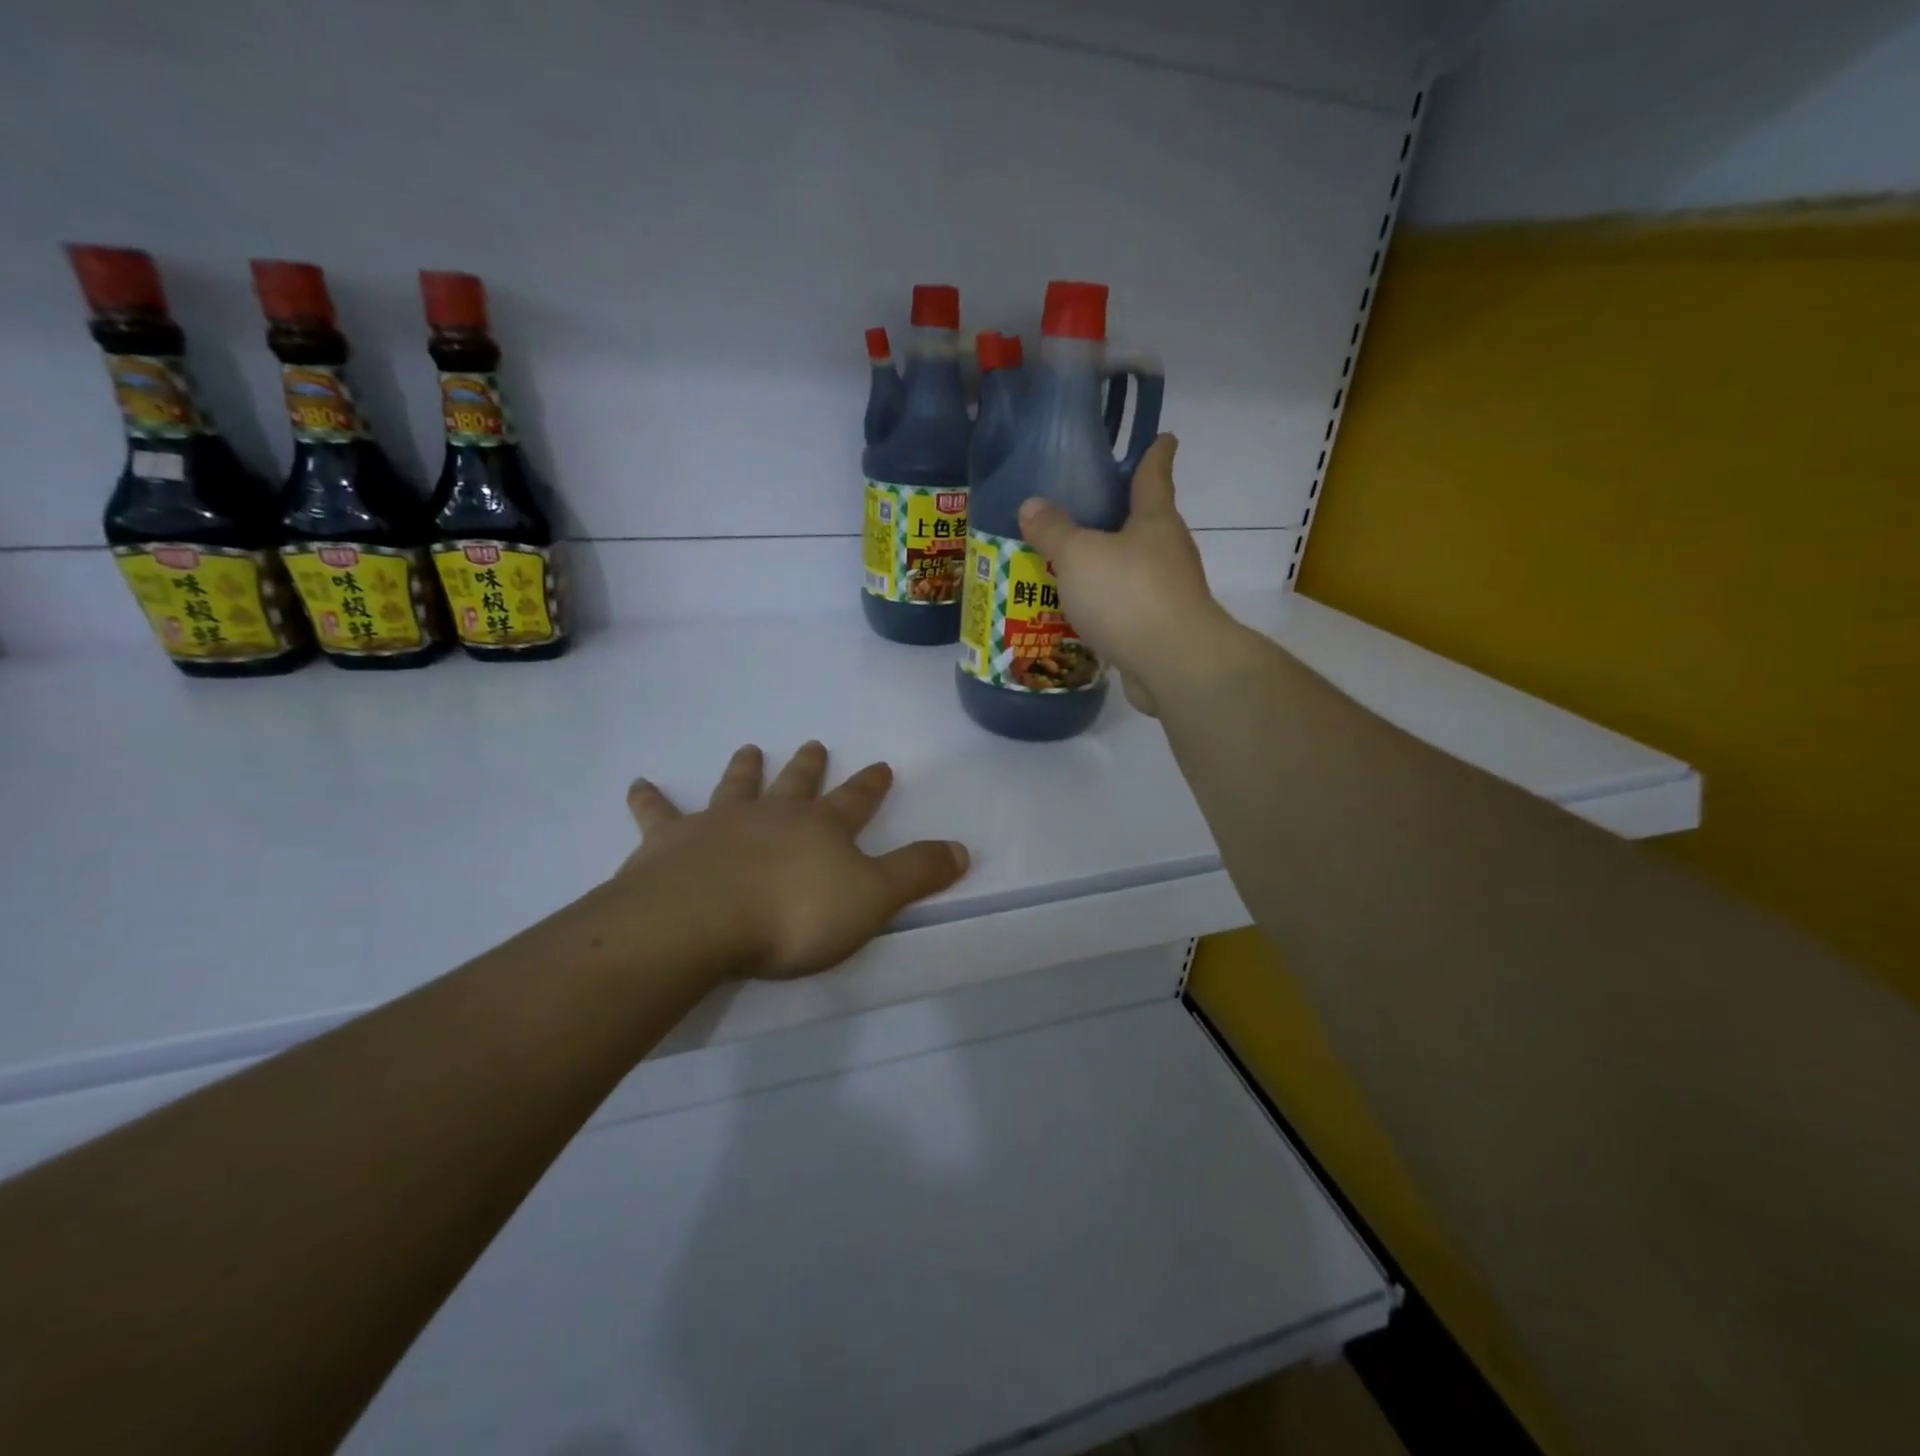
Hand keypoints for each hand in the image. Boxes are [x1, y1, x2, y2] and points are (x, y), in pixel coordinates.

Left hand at [618, 742, 968, 980]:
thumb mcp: (873, 899)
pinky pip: (658, 814)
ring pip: (736, 787)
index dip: (871, 785)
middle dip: (809, 766)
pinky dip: (649, 799)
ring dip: (745, 768)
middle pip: (796, 783)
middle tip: (814, 744)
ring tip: (750, 749)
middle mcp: (773, 815)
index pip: (856, 800)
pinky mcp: (670, 841)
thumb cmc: (795, 914)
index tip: (881, 766)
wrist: (703, 920)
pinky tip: (637, 784)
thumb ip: (917, 873)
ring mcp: (720, 823)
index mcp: (821, 829)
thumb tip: (964, 849)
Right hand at [1016, 435, 1239, 715]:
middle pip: (1145, 523)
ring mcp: (1168, 593)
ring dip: (1109, 566)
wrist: (1174, 664)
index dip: (1156, 453)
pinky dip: (1107, 606)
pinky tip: (1081, 613)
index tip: (1163, 437)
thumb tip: (1032, 505)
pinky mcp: (1159, 630)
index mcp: (1154, 520)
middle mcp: (1168, 551)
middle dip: (1120, 515)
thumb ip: (1054, 530)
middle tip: (1085, 510)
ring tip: (1070, 566)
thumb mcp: (1079, 555)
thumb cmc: (1129, 595)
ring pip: (1133, 569)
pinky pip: (1127, 608)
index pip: (1155, 473)